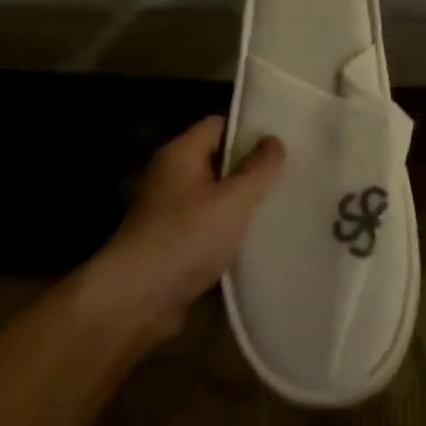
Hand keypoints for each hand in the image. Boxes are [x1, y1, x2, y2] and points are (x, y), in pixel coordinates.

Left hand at [96, 116, 283, 341]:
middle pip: (217, 161)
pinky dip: (227, 233)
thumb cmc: (185, 237)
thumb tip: (274, 140)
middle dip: (250, 170)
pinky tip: (256, 243)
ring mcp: (168, 213)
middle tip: (288, 176)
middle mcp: (171, 177)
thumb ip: (257, 169)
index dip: (249, 130)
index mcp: (180, 154)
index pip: (218, 125)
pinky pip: (207, 228)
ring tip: (279, 208)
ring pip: (214, 198)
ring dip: (240, 206)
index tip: (281, 141)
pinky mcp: (171, 245)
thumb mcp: (232, 199)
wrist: (136, 300)